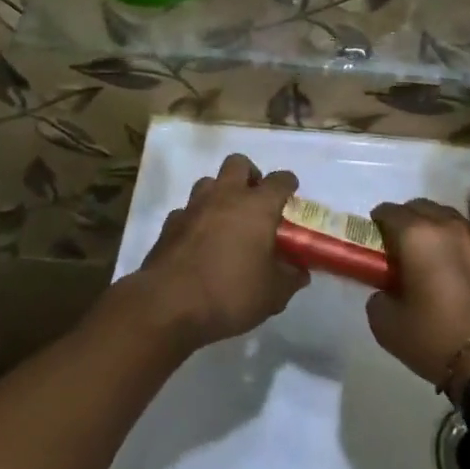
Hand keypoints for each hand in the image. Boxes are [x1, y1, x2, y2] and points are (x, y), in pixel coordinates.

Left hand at [133, 155, 309, 352]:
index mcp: (257, 206)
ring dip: (220, 193)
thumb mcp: (271, 295)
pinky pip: (187, 210)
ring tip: (226, 220)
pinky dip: (195, 219)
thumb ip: (289, 279)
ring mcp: (194, 206)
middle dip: (249, 175)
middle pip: (239, 163)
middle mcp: (226, 196)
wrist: (169, 305)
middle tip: (255, 200)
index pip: (279, 180)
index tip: (291, 193)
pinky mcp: (170, 223)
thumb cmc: (230, 293)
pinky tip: (198, 241)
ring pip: (209, 182)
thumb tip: (300, 272)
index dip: (288, 184)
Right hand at [366, 201, 469, 402]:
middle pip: (417, 207)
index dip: (376, 224)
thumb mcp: (388, 326)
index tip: (373, 244)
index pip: (388, 211)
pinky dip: (450, 241)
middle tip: (397, 251)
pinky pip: (462, 233)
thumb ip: (377, 298)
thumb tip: (385, 291)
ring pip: (443, 216)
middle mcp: (445, 224)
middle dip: (404, 222)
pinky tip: (448, 268)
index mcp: (416, 234)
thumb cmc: (436, 338)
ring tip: (425, 258)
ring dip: (430, 228)